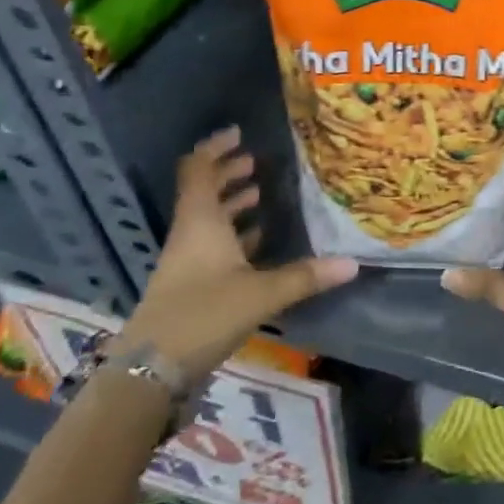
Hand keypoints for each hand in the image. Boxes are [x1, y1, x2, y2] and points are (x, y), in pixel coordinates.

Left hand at [116, 127, 356, 376]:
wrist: (151, 370)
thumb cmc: (203, 314)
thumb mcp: (260, 293)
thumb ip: (305, 276)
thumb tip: (352, 263)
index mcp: (200, 221)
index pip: (198, 169)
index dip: (215, 148)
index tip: (238, 133)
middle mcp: (190, 233)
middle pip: (203, 191)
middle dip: (228, 173)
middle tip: (255, 162)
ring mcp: (187, 261)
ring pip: (208, 220)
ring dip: (231, 204)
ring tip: (260, 194)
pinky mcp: (190, 285)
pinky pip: (212, 246)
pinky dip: (233, 236)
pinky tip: (257, 243)